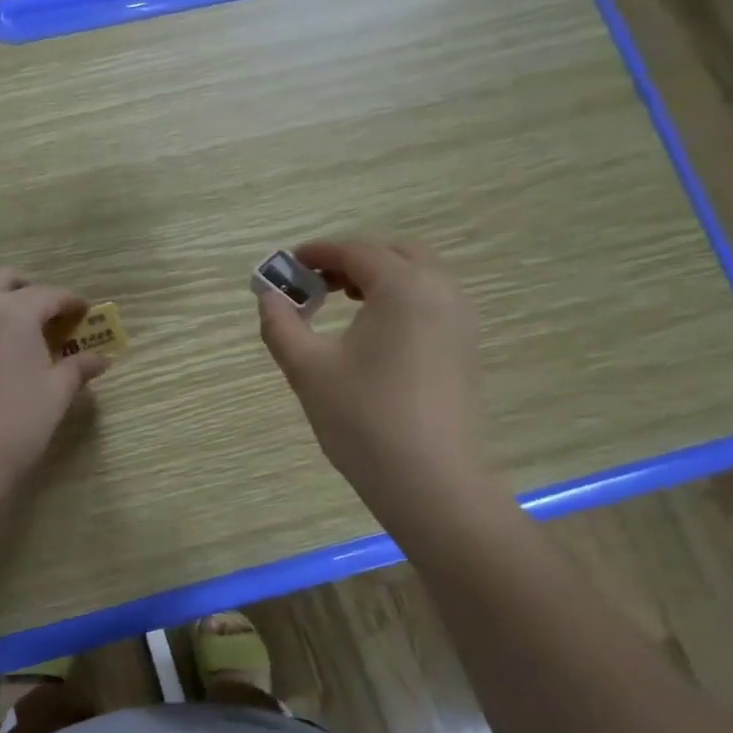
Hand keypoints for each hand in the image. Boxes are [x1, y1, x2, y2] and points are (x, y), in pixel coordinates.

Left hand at [0, 268, 109, 498]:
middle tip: (44, 315)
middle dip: (27, 289)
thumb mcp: (54, 395)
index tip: (83, 314)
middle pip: (2, 279)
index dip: (70, 302)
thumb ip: (77, 369)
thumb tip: (102, 358)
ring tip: (7, 324)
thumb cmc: (14, 425)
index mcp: (13, 312)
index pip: (49, 294)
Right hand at [257, 239, 495, 510]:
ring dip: (379, 278)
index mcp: (403, 286)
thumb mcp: (308, 370)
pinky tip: (375, 335)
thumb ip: (281, 325)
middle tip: (317, 283)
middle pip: (395, 254)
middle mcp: (441, 291)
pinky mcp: (466, 349)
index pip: (357, 251)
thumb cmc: (363, 419)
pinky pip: (432, 303)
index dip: (318, 252)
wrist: (430, 481)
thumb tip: (267, 297)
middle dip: (353, 260)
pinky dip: (401, 301)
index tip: (288, 265)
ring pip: (418, 277)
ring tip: (342, 304)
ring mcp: (461, 320)